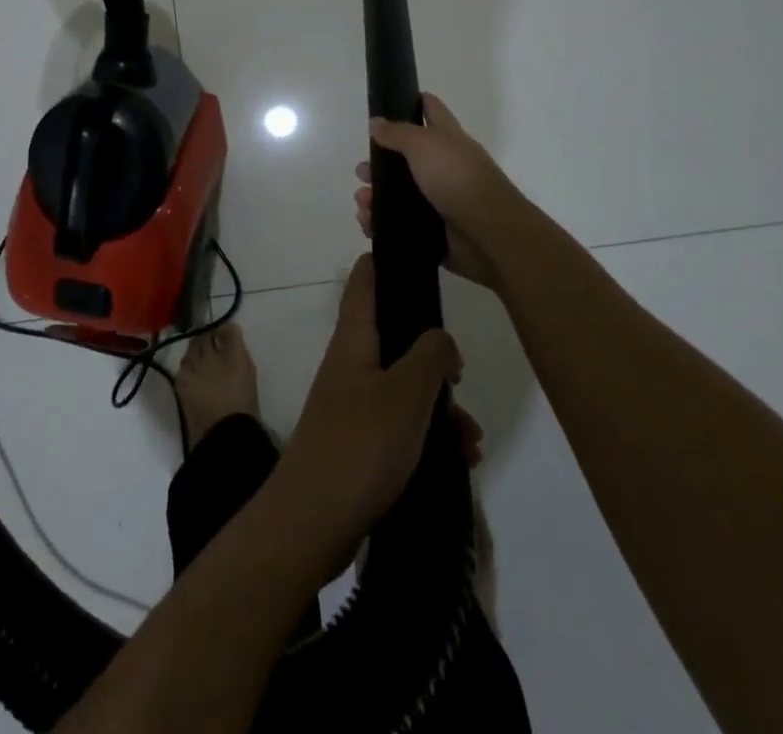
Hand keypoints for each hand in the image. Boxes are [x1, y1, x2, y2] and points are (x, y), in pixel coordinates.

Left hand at [272, 256, 462, 565]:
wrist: (312, 521)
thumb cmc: (359, 445)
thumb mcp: (406, 394)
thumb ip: (430, 355)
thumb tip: (440, 337)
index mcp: (354, 338)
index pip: (365, 279)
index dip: (389, 261)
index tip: (422, 260)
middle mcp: (351, 361)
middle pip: (395, 335)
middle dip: (434, 354)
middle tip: (461, 378)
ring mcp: (353, 400)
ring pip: (404, 384)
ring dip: (439, 404)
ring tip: (469, 437)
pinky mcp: (360, 438)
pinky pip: (401, 421)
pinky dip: (429, 433)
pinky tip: (458, 458)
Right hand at [354, 92, 526, 289]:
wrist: (487, 234)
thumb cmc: (457, 178)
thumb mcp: (423, 144)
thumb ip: (397, 132)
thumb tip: (375, 122)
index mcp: (446, 138)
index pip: (429, 109)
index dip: (410, 102)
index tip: (384, 105)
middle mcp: (443, 166)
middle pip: (405, 157)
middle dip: (379, 163)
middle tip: (361, 172)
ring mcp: (438, 199)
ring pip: (398, 193)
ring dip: (375, 196)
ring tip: (363, 203)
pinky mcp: (432, 229)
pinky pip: (399, 223)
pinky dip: (380, 222)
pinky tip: (368, 222)